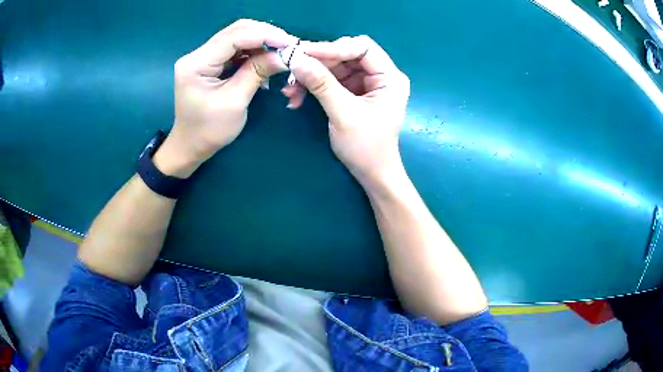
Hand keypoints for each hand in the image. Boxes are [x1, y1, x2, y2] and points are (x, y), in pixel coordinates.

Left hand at [154, 19, 295, 177]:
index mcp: (196, 64)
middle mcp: (197, 54)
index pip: (233, 37)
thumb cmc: (209, 130)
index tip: (289, 42)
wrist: (190, 146)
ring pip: (237, 37)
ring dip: (260, 42)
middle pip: (235, 31)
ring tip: (280, 52)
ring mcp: (202, 57)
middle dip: (264, 35)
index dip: (263, 35)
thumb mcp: (235, 102)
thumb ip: (256, 73)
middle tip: (288, 45)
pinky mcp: (209, 63)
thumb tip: (283, 55)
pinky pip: (235, 49)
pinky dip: (253, 52)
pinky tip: (265, 59)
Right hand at [285, 36, 409, 183]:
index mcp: (389, 78)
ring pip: (334, 68)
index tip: (304, 53)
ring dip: (310, 77)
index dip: (333, 47)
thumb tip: (295, 58)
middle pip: (346, 55)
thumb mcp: (343, 113)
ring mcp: (366, 84)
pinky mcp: (353, 92)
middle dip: (318, 63)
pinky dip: (313, 87)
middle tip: (292, 70)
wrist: (371, 174)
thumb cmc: (366, 147)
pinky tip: (296, 98)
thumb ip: (321, 84)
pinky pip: (330, 81)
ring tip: (290, 91)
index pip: (362, 47)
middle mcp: (380, 76)